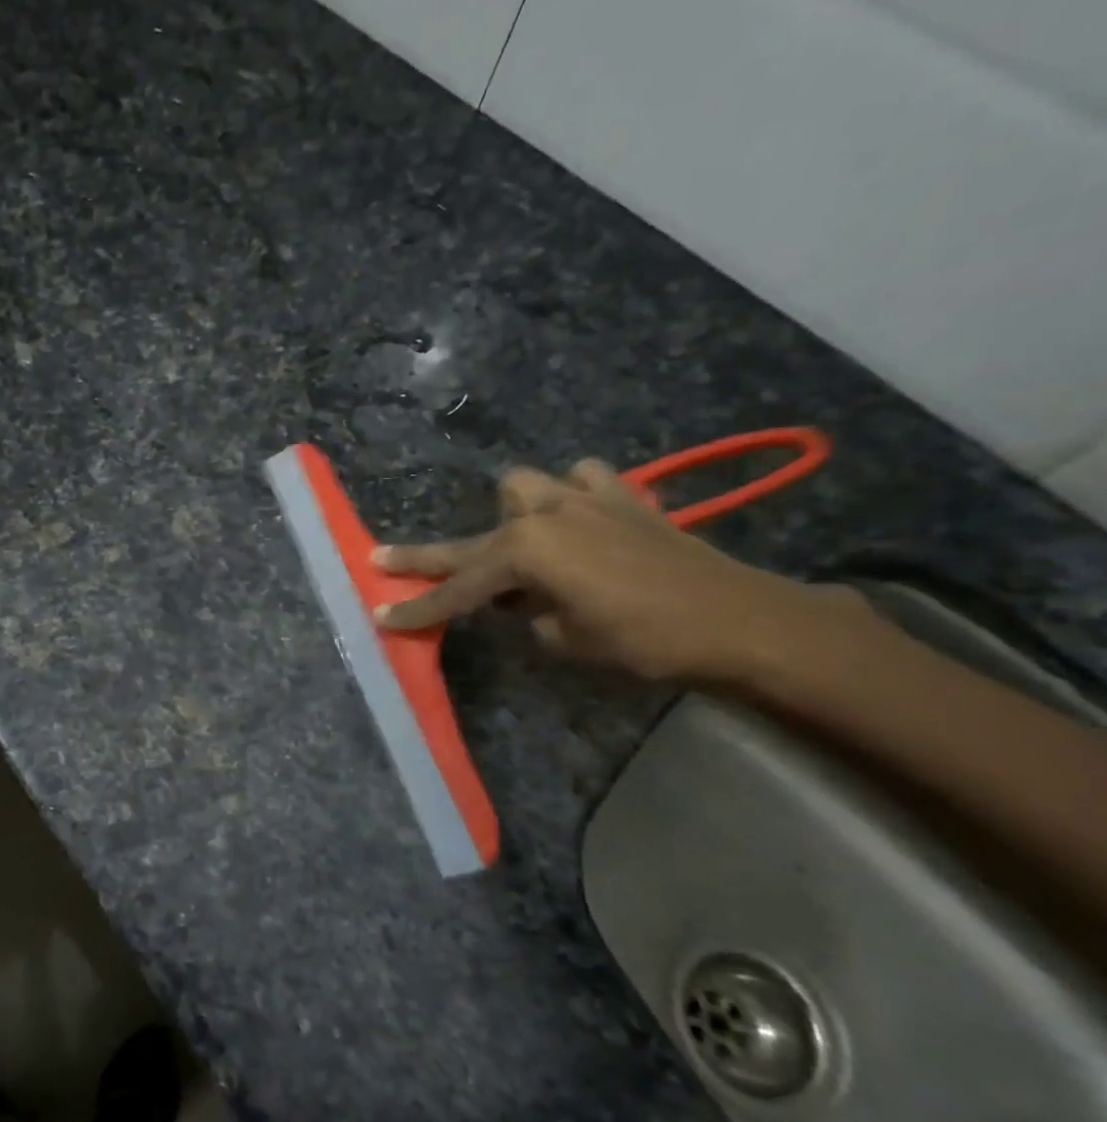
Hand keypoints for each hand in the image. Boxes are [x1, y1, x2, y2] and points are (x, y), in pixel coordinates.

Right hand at [372, 459, 866, 683]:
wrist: (740, 620)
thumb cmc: (644, 639)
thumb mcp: (566, 640)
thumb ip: (528, 615)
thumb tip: (523, 601)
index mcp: (524, 553)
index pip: (457, 589)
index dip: (419, 608)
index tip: (382, 615)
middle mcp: (544, 516)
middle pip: (470, 539)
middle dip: (426, 556)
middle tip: (381, 557)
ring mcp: (585, 499)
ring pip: (525, 488)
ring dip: (513, 515)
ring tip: (522, 545)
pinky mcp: (624, 498)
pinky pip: (584, 481)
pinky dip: (573, 496)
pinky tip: (581, 518)